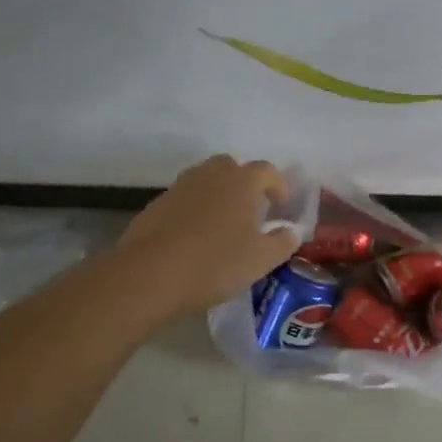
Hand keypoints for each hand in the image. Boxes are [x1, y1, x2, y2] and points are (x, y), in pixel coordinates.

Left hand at [117, 156, 299, 315]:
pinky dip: (194, 210)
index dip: (278, 186)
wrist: (150, 274)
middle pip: (232, 167)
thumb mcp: (261, 259)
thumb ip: (283, 242)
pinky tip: (194, 238)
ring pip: (205, 181)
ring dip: (217, 195)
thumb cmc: (215, 262)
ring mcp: (179, 187)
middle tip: (251, 210)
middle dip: (244, 184)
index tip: (281, 206)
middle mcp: (210, 174)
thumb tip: (291, 231)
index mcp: (241, 181)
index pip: (267, 170)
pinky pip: (183, 200)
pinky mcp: (156, 205)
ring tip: (223, 224)